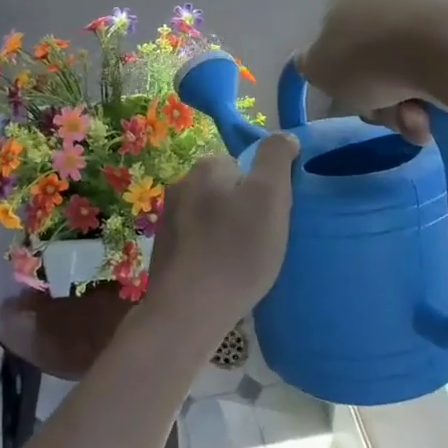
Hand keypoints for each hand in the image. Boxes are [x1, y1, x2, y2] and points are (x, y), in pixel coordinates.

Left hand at [146, 135, 298, 337]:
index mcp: (205, 167)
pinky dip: (212, 255)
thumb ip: (276, 158)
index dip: (264, 189)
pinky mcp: (164, 252)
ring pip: (212, 218)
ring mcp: (168, 220)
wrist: (188, 311)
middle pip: (227, 190)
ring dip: (228, 234)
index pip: (244, 165)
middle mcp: (180, 185)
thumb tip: (283, 137)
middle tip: (262, 243)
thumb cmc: (236, 250)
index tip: (273, 217)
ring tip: (244, 264)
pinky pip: (199, 244)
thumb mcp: (270, 195)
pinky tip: (223, 277)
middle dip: (245, 211)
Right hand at [295, 0, 447, 143]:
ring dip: (401, 109)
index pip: (330, 41)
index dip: (336, 75)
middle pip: (368, 66)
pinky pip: (434, 79)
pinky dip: (431, 103)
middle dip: (374, 100)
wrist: (444, 49)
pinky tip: (434, 114)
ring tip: (412, 118)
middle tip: (379, 111)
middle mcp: (382, 1)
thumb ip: (309, 66)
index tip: (346, 94)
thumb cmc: (366, 57)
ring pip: (401, 79)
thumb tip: (308, 59)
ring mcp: (423, 17)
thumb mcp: (318, 68)